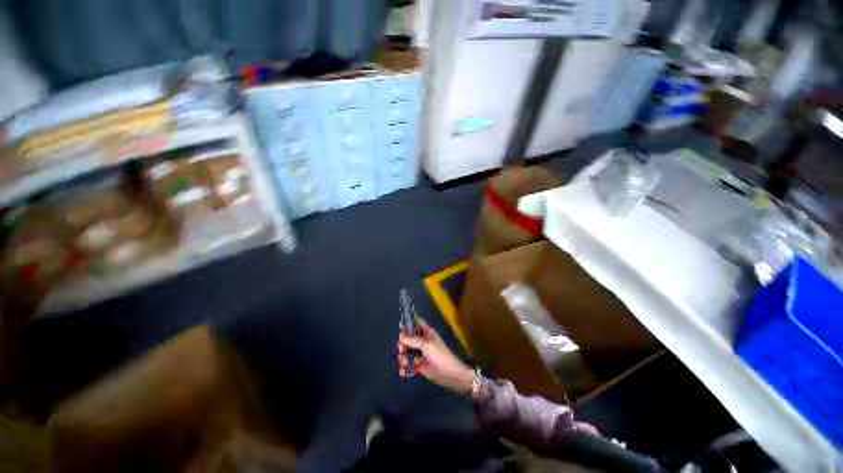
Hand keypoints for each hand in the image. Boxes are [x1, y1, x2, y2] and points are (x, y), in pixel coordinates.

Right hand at [397, 319, 474, 394]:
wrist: (451, 375)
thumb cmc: (441, 356)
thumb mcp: (427, 346)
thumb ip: (414, 340)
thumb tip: (401, 335)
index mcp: (427, 333)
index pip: (416, 323)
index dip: (408, 321)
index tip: (399, 325)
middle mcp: (423, 341)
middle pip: (408, 338)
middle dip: (403, 344)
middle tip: (401, 350)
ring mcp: (421, 353)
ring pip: (407, 352)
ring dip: (403, 358)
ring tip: (404, 364)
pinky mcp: (420, 365)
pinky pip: (409, 364)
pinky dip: (405, 368)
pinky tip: (403, 372)